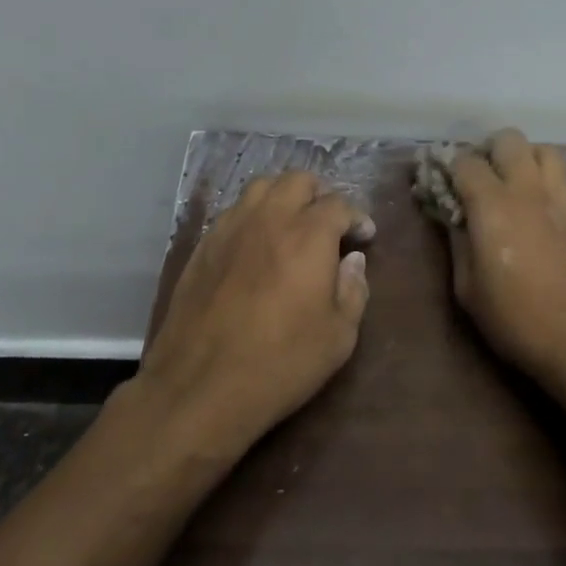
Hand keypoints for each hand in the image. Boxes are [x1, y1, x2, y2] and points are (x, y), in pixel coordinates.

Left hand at [135, 171, 373, 455]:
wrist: (201, 386)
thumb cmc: (281, 362)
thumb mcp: (339, 336)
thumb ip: (354, 289)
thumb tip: (352, 260)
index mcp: (308, 234)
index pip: (338, 204)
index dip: (357, 217)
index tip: (364, 236)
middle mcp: (269, 218)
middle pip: (298, 180)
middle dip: (320, 194)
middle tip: (329, 222)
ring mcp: (231, 227)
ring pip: (261, 187)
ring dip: (283, 196)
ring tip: (292, 223)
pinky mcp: (203, 245)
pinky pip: (234, 211)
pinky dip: (254, 216)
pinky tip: (257, 244)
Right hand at [439, 129, 565, 397]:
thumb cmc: (517, 321)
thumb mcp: (468, 289)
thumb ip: (458, 243)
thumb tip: (452, 217)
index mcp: (493, 205)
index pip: (466, 161)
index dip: (446, 165)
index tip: (435, 179)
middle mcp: (528, 191)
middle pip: (509, 140)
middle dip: (487, 150)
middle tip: (475, 177)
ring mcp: (559, 200)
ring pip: (543, 149)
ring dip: (522, 157)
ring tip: (508, 183)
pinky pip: (560, 177)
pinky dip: (543, 177)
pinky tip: (532, 206)